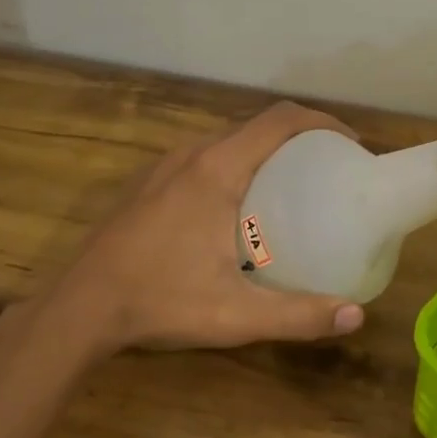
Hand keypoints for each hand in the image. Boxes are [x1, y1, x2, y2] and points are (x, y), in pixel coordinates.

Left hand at [7, 102, 366, 361]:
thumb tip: (357, 317)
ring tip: (293, 184)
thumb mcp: (236, 314)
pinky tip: (240, 206)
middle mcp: (193, 154)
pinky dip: (237, 163)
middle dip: (300, 137)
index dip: (322, 122)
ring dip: (266, 150)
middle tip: (329, 170)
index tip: (350, 146)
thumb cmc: (160, 301)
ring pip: (229, 140)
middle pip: (258, 126)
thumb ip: (298, 315)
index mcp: (218, 169)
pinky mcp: (149, 183)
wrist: (79, 307)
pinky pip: (205, 156)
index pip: (281, 120)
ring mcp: (166, 166)